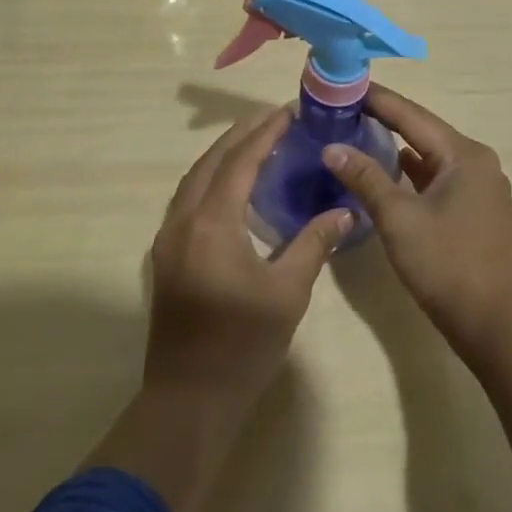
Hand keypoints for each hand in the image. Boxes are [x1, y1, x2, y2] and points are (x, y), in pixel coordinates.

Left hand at [144, 106, 352, 408]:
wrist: (189, 399)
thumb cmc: (243, 345)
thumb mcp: (288, 292)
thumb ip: (314, 243)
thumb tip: (345, 211)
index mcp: (212, 224)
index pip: (239, 163)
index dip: (264, 134)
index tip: (288, 113)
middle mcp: (182, 221)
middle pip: (211, 162)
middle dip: (241, 135)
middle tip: (274, 118)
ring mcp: (167, 239)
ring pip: (194, 179)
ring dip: (223, 155)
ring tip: (256, 141)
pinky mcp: (165, 256)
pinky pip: (187, 199)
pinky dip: (210, 179)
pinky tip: (232, 185)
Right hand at [322, 85, 511, 357]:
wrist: (495, 324)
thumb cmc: (447, 264)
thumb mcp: (399, 218)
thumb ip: (365, 178)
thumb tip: (331, 147)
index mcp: (463, 154)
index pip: (412, 115)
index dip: (377, 99)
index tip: (344, 84)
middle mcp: (475, 161)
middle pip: (422, 130)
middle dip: (383, 118)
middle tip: (344, 106)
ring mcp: (477, 186)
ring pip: (429, 155)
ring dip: (395, 145)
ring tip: (356, 131)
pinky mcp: (473, 209)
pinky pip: (436, 177)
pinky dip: (410, 172)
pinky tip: (385, 170)